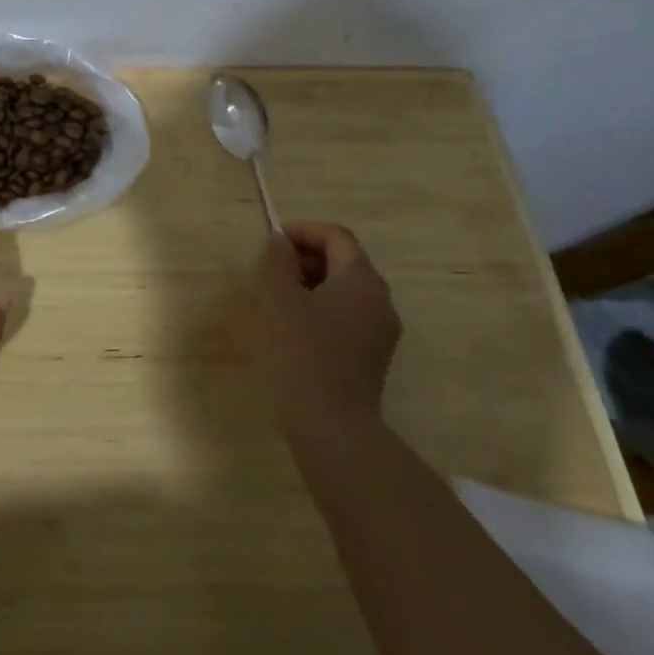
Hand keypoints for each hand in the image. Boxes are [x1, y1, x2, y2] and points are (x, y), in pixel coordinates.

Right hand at [254, 220, 401, 449]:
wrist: (332, 424)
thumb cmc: (302, 351)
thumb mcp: (279, 297)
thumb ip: (277, 260)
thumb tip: (280, 242)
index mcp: (362, 280)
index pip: (336, 236)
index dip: (304, 230)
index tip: (273, 239)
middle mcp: (380, 299)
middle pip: (345, 260)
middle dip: (307, 255)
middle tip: (272, 267)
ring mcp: (381, 330)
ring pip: (346, 289)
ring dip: (312, 281)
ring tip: (278, 295)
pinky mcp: (373, 355)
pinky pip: (348, 314)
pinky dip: (322, 306)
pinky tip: (295, 325)